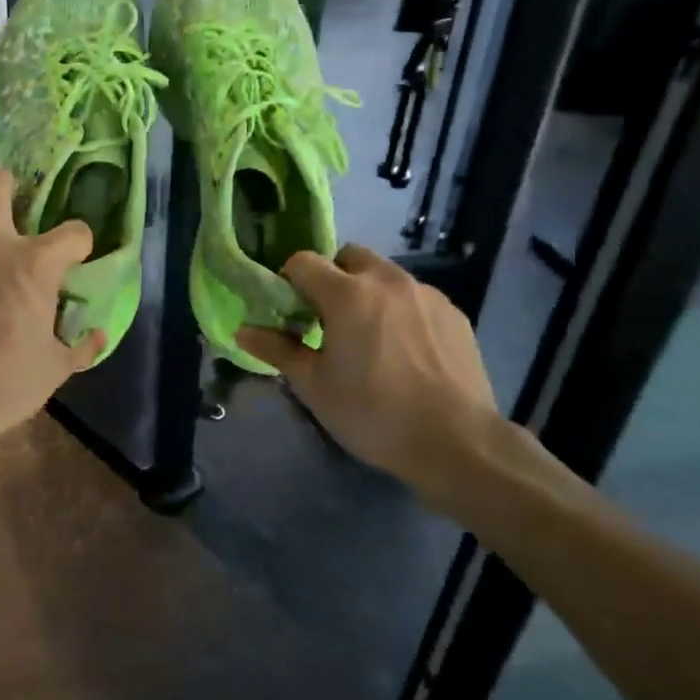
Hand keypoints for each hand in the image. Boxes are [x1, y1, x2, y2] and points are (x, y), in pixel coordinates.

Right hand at [237, 245, 502, 516]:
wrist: (457, 442)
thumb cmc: (373, 414)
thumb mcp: (314, 386)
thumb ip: (277, 350)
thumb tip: (242, 330)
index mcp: (347, 294)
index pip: (304, 261)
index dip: (289, 281)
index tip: (290, 312)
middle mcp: (387, 281)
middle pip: (349, 256)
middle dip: (332, 277)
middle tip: (327, 319)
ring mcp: (426, 294)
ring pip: (385, 275)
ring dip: (367, 292)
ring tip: (370, 337)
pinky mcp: (453, 313)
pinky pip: (415, 297)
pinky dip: (399, 310)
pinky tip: (404, 351)